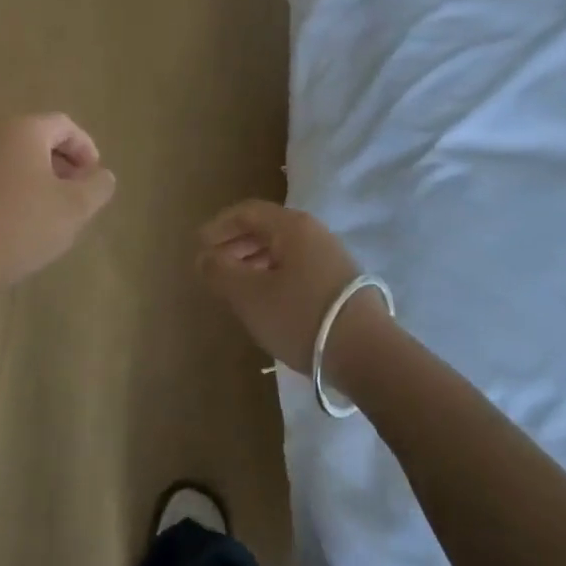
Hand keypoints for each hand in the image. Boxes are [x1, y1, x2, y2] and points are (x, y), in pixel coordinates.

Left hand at [0, 114, 116, 300]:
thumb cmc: (18, 227)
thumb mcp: (73, 209)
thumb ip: (97, 187)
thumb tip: (101, 175)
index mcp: (21, 130)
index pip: (63, 126)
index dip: (85, 149)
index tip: (93, 179)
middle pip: (32, 139)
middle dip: (58, 164)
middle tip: (72, 196)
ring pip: (6, 160)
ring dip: (30, 179)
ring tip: (42, 214)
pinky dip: (3, 192)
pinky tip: (8, 225)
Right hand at [198, 200, 384, 375]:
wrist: (367, 354)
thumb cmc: (300, 316)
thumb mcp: (249, 295)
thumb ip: (220, 271)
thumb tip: (203, 257)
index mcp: (291, 226)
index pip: (247, 212)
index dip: (219, 226)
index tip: (198, 246)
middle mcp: (313, 233)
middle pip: (266, 228)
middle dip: (235, 244)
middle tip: (213, 265)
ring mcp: (331, 257)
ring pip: (282, 249)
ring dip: (253, 261)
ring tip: (235, 285)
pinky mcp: (340, 283)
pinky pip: (297, 267)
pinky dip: (272, 274)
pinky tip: (266, 300)